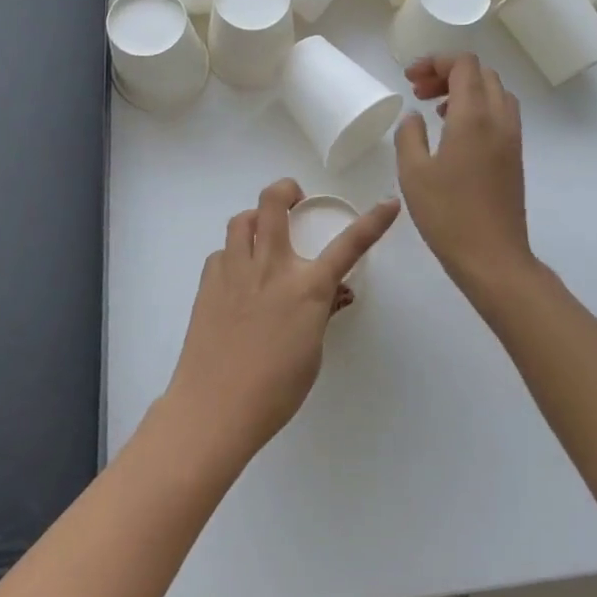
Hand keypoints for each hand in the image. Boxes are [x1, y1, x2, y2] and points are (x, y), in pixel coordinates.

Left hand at [165, 179, 399, 462]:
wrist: (215, 407)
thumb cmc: (275, 389)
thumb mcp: (312, 351)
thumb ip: (321, 312)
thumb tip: (332, 291)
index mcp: (306, 287)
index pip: (349, 245)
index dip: (373, 221)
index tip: (388, 203)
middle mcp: (271, 266)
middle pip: (273, 202)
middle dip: (286, 189)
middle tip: (294, 201)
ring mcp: (235, 270)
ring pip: (242, 219)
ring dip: (256, 219)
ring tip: (262, 237)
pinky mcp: (208, 282)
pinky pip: (222, 252)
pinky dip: (233, 255)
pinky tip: (236, 279)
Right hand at [395, 56, 535, 301]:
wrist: (493, 258)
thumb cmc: (448, 215)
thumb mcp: (413, 173)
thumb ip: (409, 135)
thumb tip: (414, 117)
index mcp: (474, 116)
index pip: (464, 64)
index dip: (436, 62)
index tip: (410, 79)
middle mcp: (499, 119)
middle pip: (481, 73)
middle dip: (448, 73)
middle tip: (418, 92)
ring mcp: (512, 138)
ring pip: (494, 92)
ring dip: (465, 90)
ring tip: (436, 110)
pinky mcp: (514, 157)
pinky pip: (500, 114)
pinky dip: (478, 108)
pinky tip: (455, 133)